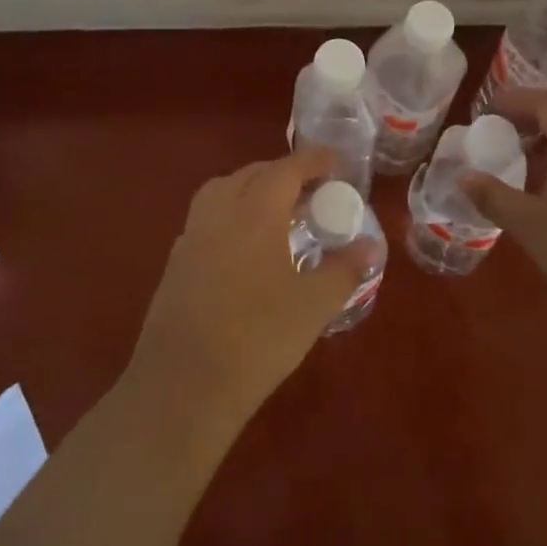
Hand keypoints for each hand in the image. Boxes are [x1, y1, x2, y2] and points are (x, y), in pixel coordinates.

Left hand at [127, 149, 371, 426]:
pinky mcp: (177, 260)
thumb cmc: (258, 338)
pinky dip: (231, 214)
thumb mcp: (313, 306)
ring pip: (224, 191)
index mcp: (255, 210)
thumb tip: (370, 246)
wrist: (184, 385)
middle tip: (311, 190)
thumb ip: (344, 270)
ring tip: (278, 212)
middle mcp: (220, 210)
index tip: (335, 161)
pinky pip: (208, 218)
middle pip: (253, 174)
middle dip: (284, 173)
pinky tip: (245, 246)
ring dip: (253, 189)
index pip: (288, 168)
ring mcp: (193, 234)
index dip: (313, 160)